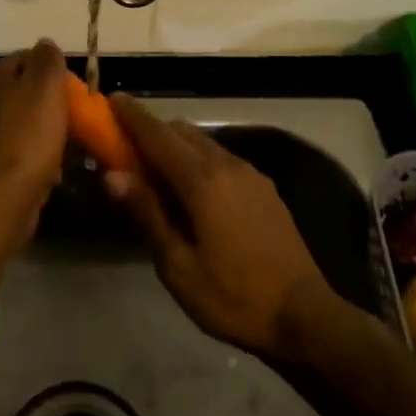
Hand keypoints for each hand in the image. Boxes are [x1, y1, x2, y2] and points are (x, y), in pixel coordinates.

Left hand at [0, 40, 68, 296]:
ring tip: (72, 146)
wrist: (1, 198)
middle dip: (52, 105)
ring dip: (47, 133)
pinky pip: (21, 153)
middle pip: (26, 93)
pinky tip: (54, 170)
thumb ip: (48, 59)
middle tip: (78, 118)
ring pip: (25, 124)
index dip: (55, 72)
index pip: (28, 59)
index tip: (77, 91)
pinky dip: (38, 159)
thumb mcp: (46, 85)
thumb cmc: (28, 135)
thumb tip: (46, 44)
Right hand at [102, 94, 331, 360]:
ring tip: (155, 172)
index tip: (111, 98)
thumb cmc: (232, 296)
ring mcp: (249, 173)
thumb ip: (147, 213)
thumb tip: (113, 175)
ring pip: (203, 142)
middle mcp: (226, 164)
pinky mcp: (263, 187)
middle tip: (124, 147)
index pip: (157, 135)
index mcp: (201, 181)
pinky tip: (192, 191)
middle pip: (181, 131)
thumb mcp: (177, 265)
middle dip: (151, 130)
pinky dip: (197, 159)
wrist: (303, 316)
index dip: (132, 115)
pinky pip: (221, 158)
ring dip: (175, 146)